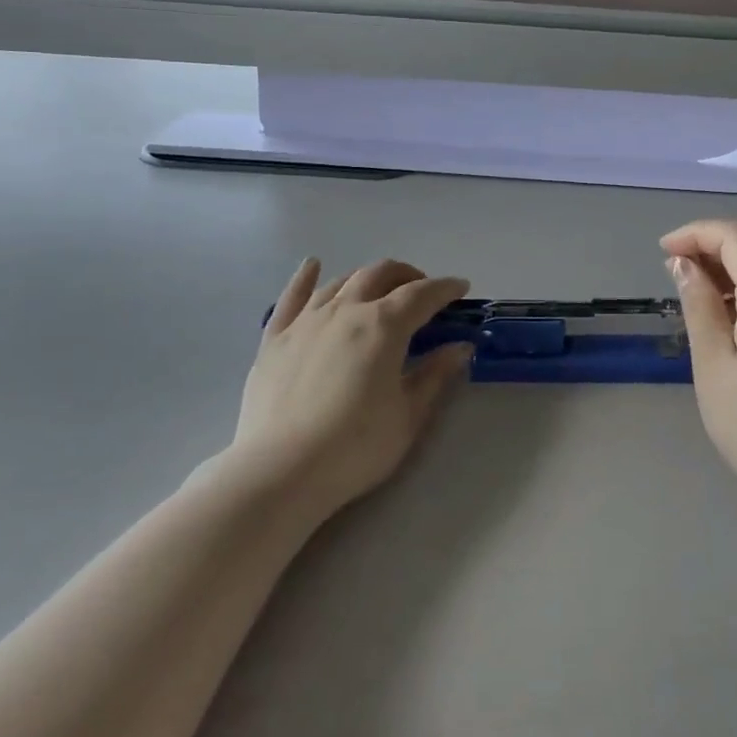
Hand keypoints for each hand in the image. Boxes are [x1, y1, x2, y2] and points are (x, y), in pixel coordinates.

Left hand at [233, 258, 471, 519]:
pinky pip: (292, 296)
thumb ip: (435, 375)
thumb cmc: (355, 447)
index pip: (422, 294)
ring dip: (367, 278)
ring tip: (379, 290)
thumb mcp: (408, 415)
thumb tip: (459, 348)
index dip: (446, 288)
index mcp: (384, 325)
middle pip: (381, 274)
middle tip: (422, 292)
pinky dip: (306, 277)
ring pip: (342, 281)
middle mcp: (346, 309)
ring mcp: (306, 319)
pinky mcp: (275, 337)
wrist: (280, 471)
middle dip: (408, 276)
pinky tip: (313, 265)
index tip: (461, 289)